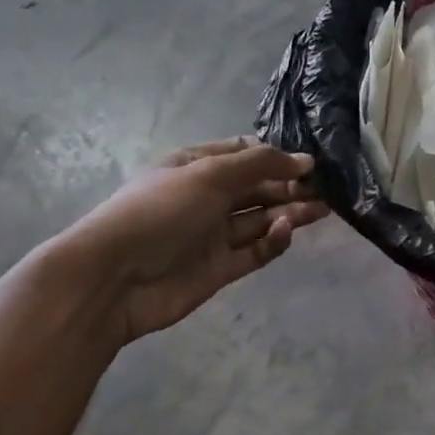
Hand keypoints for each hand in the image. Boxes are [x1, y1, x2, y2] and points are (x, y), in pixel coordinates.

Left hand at [56, 138, 328, 342]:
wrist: (111, 281)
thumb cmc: (160, 212)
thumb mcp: (210, 174)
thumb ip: (261, 164)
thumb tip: (305, 160)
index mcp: (196, 166)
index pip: (244, 153)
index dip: (276, 155)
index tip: (309, 162)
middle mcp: (206, 197)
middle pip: (257, 187)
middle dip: (289, 185)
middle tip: (323, 188)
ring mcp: (212, 235)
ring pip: (261, 219)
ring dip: (290, 212)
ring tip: (322, 209)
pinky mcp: (219, 268)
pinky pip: (255, 250)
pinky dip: (274, 241)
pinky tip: (287, 232)